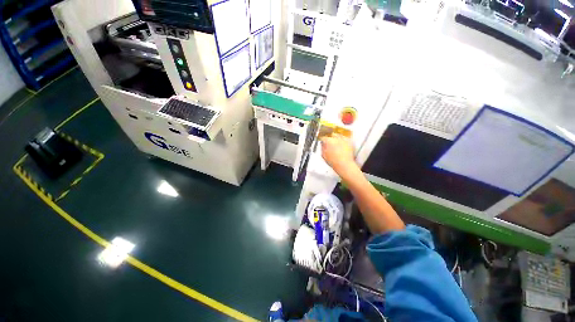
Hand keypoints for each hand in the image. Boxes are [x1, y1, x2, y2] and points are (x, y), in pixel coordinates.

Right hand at [320, 134, 356, 174]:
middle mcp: (336, 138)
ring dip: (337, 138)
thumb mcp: (323, 155)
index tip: (323, 142)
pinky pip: (345, 138)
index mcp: (328, 141)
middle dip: (330, 138)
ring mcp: (343, 139)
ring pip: (339, 135)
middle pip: (331, 135)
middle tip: (330, 143)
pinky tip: (342, 144)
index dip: (323, 140)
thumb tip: (323, 144)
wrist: (344, 164)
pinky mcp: (349, 141)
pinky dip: (343, 140)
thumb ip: (322, 148)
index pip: (323, 138)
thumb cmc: (333, 161)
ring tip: (336, 143)